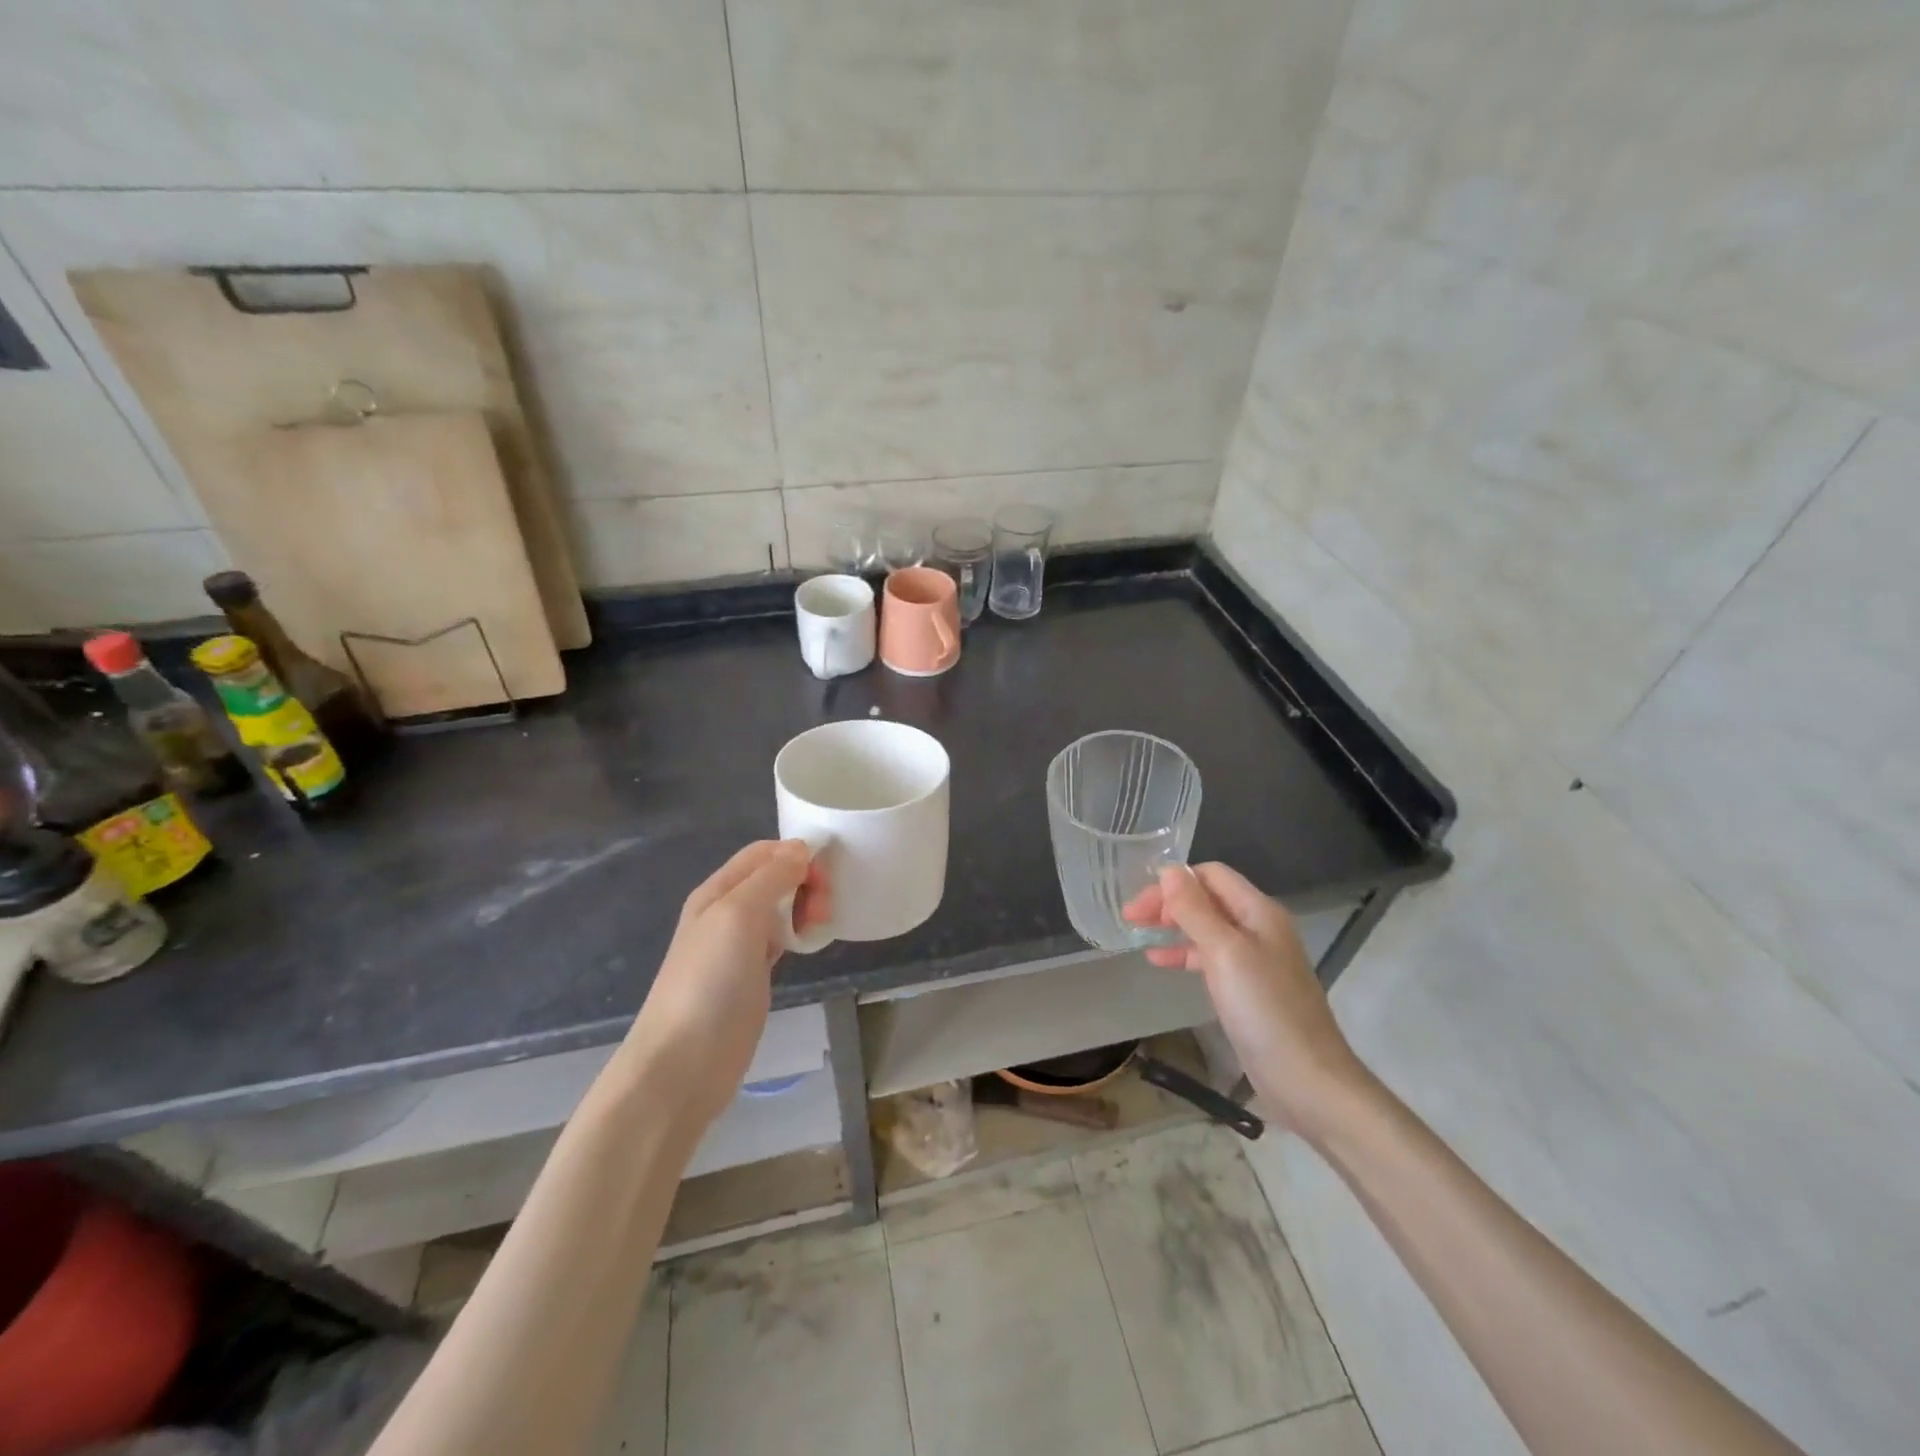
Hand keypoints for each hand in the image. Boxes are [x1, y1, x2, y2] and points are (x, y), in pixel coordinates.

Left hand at [621, 841, 830, 1127]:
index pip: (763, 852)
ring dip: (804, 907)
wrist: (684, 1063)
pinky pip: (781, 939)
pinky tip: (808, 945)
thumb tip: (800, 849)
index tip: (825, 875)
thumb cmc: (709, 982)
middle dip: (805, 882)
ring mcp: (738, 945)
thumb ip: (770, 877)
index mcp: (717, 891)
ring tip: (818, 927)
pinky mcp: (751, 975)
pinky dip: (798, 933)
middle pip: (775, 877)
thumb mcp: (738, 916)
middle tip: (823, 910)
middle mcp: (726, 912)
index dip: (796, 853)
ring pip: (780, 907)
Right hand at [1125, 862, 1368, 1142]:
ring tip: (1138, 937)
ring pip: (1206, 928)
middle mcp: (1259, 928)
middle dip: (1168, 903)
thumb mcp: (1224, 952)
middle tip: (1130, 919)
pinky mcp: (1249, 989)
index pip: (1210, 875)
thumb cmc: (1264, 1009)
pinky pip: (1211, 958)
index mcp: (1258, 911)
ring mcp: (1256, 960)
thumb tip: (1168, 870)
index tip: (1138, 904)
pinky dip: (1184, 954)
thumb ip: (1194, 910)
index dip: (1172, 882)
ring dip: (1173, 927)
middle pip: (1207, 899)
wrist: (1308, 1080)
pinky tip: (1161, 963)